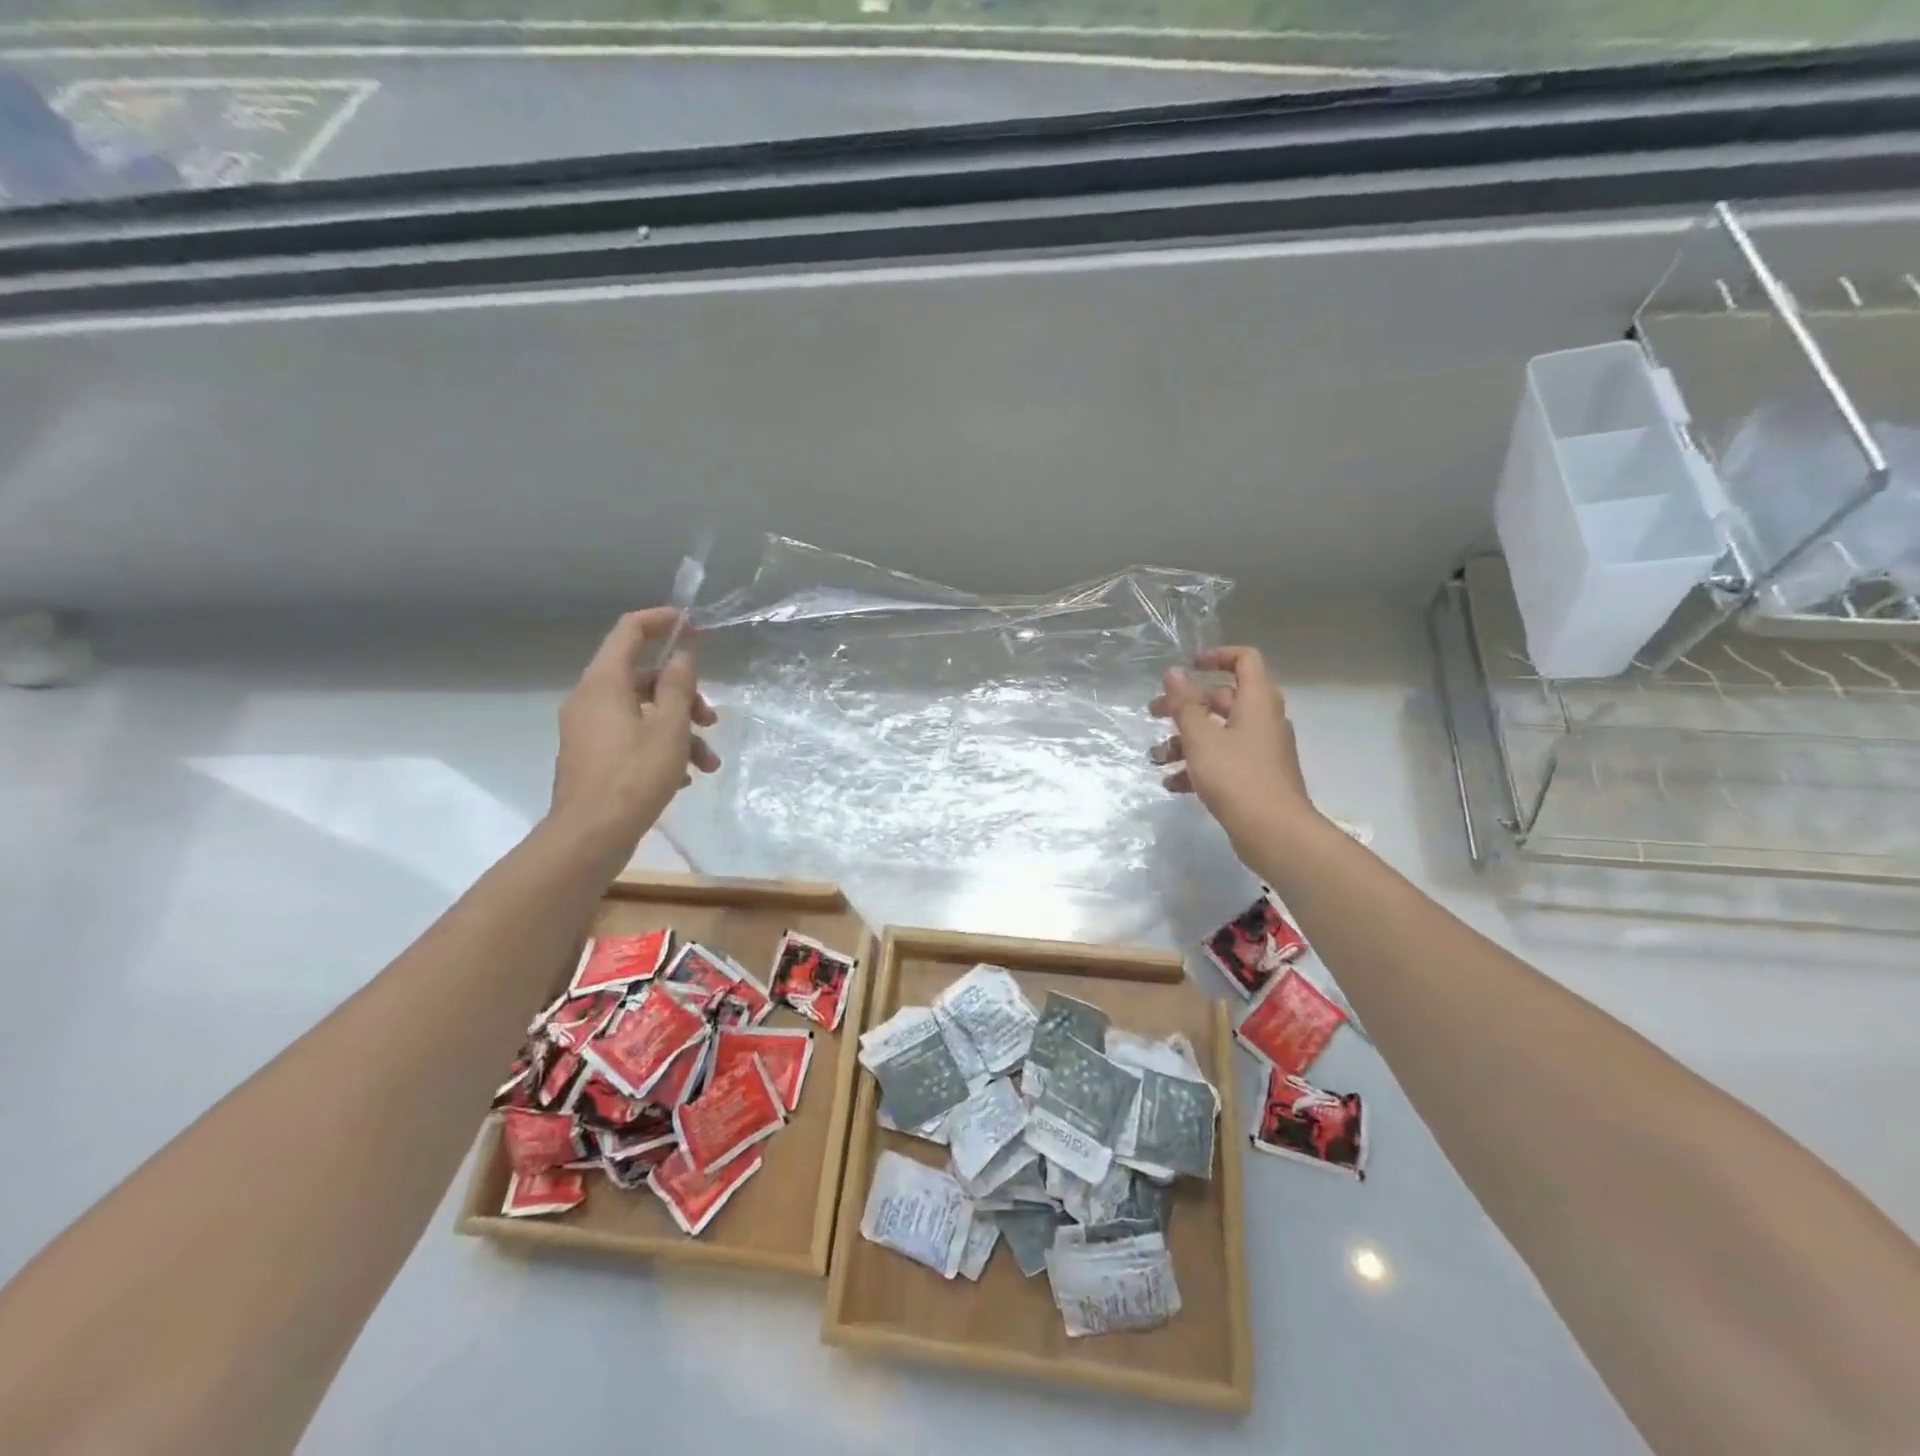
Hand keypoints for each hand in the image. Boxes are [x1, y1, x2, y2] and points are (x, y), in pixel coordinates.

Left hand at [549, 609, 719, 848]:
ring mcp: (588, 729)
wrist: (590, 836)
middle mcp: (590, 699)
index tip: (693, 626)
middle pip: (643, 678)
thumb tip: (682, 658)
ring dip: (680, 730)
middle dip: (685, 695)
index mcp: (604, 683)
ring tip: (708, 762)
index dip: (661, 622)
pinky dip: (660, 747)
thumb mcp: (670, 729)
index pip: (629, 631)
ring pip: (642, 712)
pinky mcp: (592, 756)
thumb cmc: (634, 776)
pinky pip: (631, 737)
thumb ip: (679, 688)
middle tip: (712, 718)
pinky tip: (684, 777)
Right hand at [1150, 646, 1314, 850]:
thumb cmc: (1236, 776)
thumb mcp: (1201, 738)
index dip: (1217, 656)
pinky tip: (1173, 785)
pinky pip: (1224, 760)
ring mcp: (1261, 750)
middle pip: (1223, 699)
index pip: (1245, 660)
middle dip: (1185, 706)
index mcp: (1257, 701)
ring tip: (1157, 759)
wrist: (1274, 832)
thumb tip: (1174, 673)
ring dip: (1185, 741)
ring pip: (1219, 733)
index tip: (1188, 667)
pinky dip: (1199, 766)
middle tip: (1153, 715)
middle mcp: (1263, 720)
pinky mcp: (1256, 777)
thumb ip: (1184, 705)